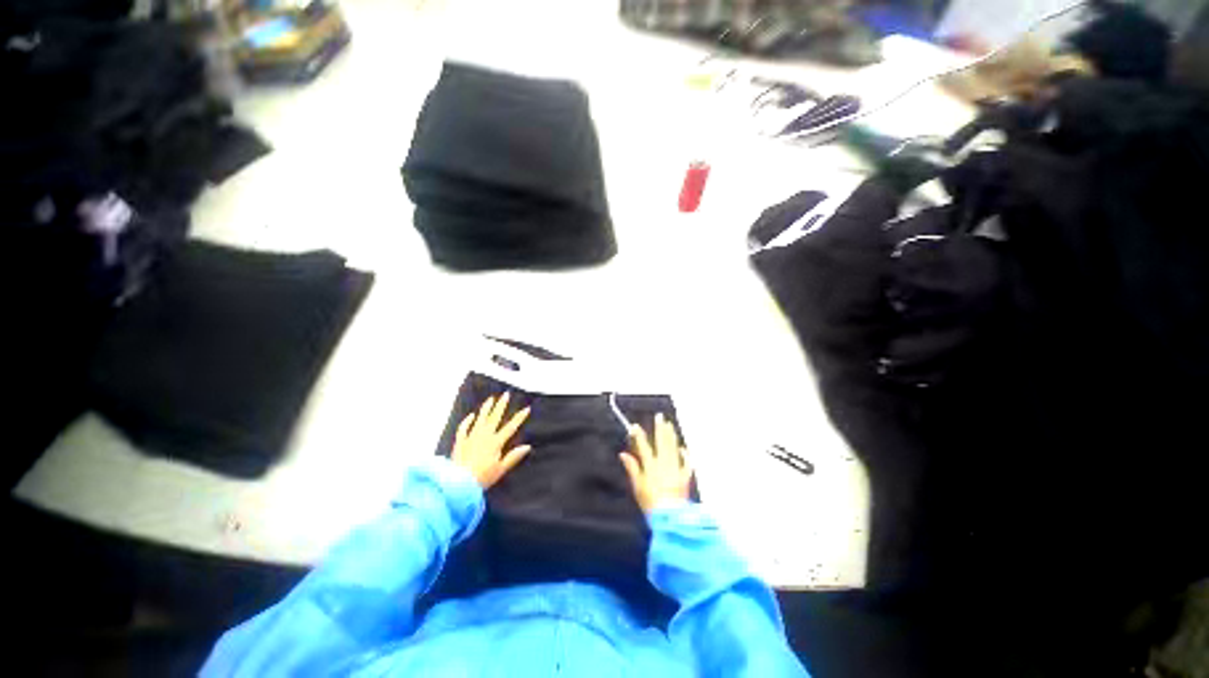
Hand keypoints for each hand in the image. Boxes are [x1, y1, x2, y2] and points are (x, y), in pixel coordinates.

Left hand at [453, 392, 531, 488]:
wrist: (458, 483)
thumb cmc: (482, 478)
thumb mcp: (501, 469)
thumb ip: (514, 457)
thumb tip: (527, 446)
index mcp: (495, 442)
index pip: (510, 427)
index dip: (519, 418)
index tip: (526, 408)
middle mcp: (484, 436)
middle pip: (494, 418)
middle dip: (501, 405)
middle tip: (506, 394)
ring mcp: (471, 437)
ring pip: (480, 419)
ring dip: (486, 408)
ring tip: (491, 399)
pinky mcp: (460, 442)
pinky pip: (464, 428)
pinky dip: (467, 421)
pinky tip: (471, 415)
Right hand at [619, 413, 692, 512]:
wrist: (670, 516)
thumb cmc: (651, 503)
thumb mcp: (637, 487)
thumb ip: (632, 468)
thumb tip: (623, 454)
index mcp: (651, 466)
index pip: (643, 447)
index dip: (638, 436)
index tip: (635, 426)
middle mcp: (664, 464)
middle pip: (661, 442)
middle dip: (659, 428)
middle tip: (659, 416)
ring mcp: (675, 469)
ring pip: (673, 448)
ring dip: (671, 436)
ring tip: (669, 425)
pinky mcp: (685, 476)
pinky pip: (686, 462)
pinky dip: (685, 455)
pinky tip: (682, 448)